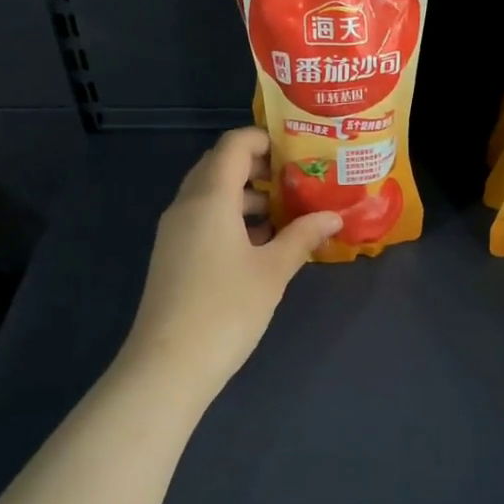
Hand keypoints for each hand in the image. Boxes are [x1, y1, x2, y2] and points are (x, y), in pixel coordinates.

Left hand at [120, 127, 340, 391]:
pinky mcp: (173, 255)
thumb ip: (303, 236)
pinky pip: (204, 220)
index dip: (265, 139)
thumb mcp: (273, 271)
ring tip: (288, 214)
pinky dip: (232, 219)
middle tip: (298, 180)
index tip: (299, 151)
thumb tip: (334, 216)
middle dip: (259, 168)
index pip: (234, 145)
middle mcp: (187, 205)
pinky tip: (262, 244)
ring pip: (212, 195)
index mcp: (210, 197)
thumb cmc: (227, 309)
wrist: (169, 364)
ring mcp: (175, 231)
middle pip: (220, 166)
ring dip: (247, 196)